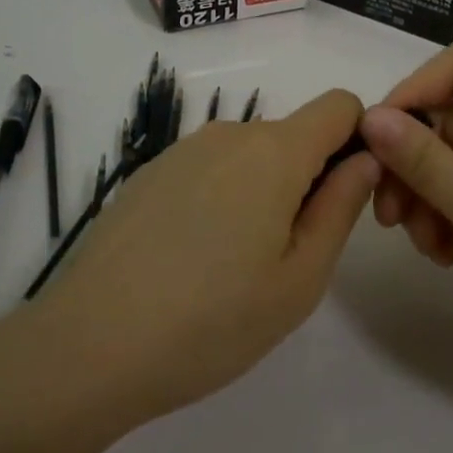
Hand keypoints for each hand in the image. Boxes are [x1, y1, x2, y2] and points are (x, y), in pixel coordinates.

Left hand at [38, 88, 378, 424]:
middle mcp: (228, 134)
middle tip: (290, 255)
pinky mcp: (149, 173)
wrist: (89, 345)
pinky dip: (222, 198)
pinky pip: (210, 169)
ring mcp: (182, 151)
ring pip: (250, 155)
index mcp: (274, 151)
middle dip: (309, 178)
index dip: (358, 140)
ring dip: (264, 192)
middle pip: (293, 135)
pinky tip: (192, 259)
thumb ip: (340, 207)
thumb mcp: (299, 279)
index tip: (345, 197)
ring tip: (236, 266)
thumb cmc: (211, 321)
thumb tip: (363, 160)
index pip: (339, 106)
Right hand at [360, 44, 452, 369]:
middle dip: (411, 164)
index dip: (415, 90)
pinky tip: (446, 258)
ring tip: (426, 249)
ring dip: (427, 199)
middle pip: (449, 123)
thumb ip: (427, 163)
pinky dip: (450, 221)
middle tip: (388, 216)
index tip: (378, 139)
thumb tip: (371, 116)